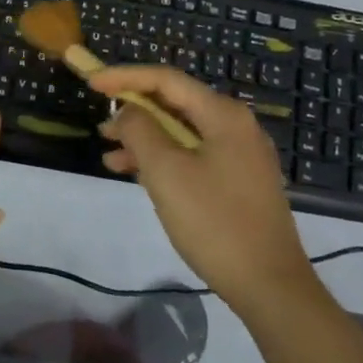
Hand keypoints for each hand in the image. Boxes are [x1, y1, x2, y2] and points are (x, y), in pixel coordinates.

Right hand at [93, 66, 319, 314]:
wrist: (270, 286)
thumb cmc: (214, 222)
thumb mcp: (166, 172)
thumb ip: (140, 131)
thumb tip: (127, 111)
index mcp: (223, 115)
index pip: (166, 79)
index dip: (125, 77)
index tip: (91, 84)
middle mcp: (235, 126)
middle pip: (175, 103)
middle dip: (134, 110)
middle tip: (100, 123)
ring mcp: (239, 155)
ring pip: (181, 132)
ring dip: (144, 139)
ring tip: (109, 154)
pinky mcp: (238, 181)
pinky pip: (192, 155)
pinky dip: (163, 159)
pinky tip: (135, 175)